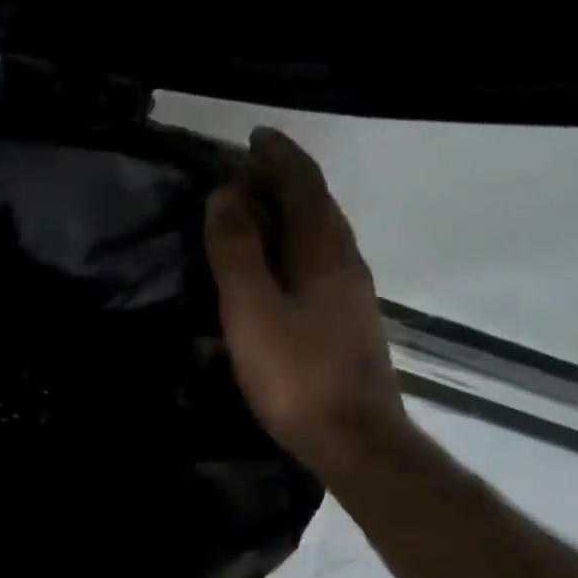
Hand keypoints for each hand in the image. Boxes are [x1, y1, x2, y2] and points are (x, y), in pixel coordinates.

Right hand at [204, 127, 407, 480]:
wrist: (352, 439)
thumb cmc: (296, 374)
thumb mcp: (253, 310)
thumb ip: (237, 252)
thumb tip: (225, 194)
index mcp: (326, 251)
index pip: (305, 185)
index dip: (278, 158)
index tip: (250, 139)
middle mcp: (345, 264)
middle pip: (316, 208)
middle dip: (281, 184)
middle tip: (240, 176)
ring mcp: (349, 297)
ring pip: (316, 241)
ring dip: (285, 220)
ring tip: (248, 219)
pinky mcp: (342, 327)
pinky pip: (313, 271)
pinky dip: (287, 255)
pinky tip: (268, 276)